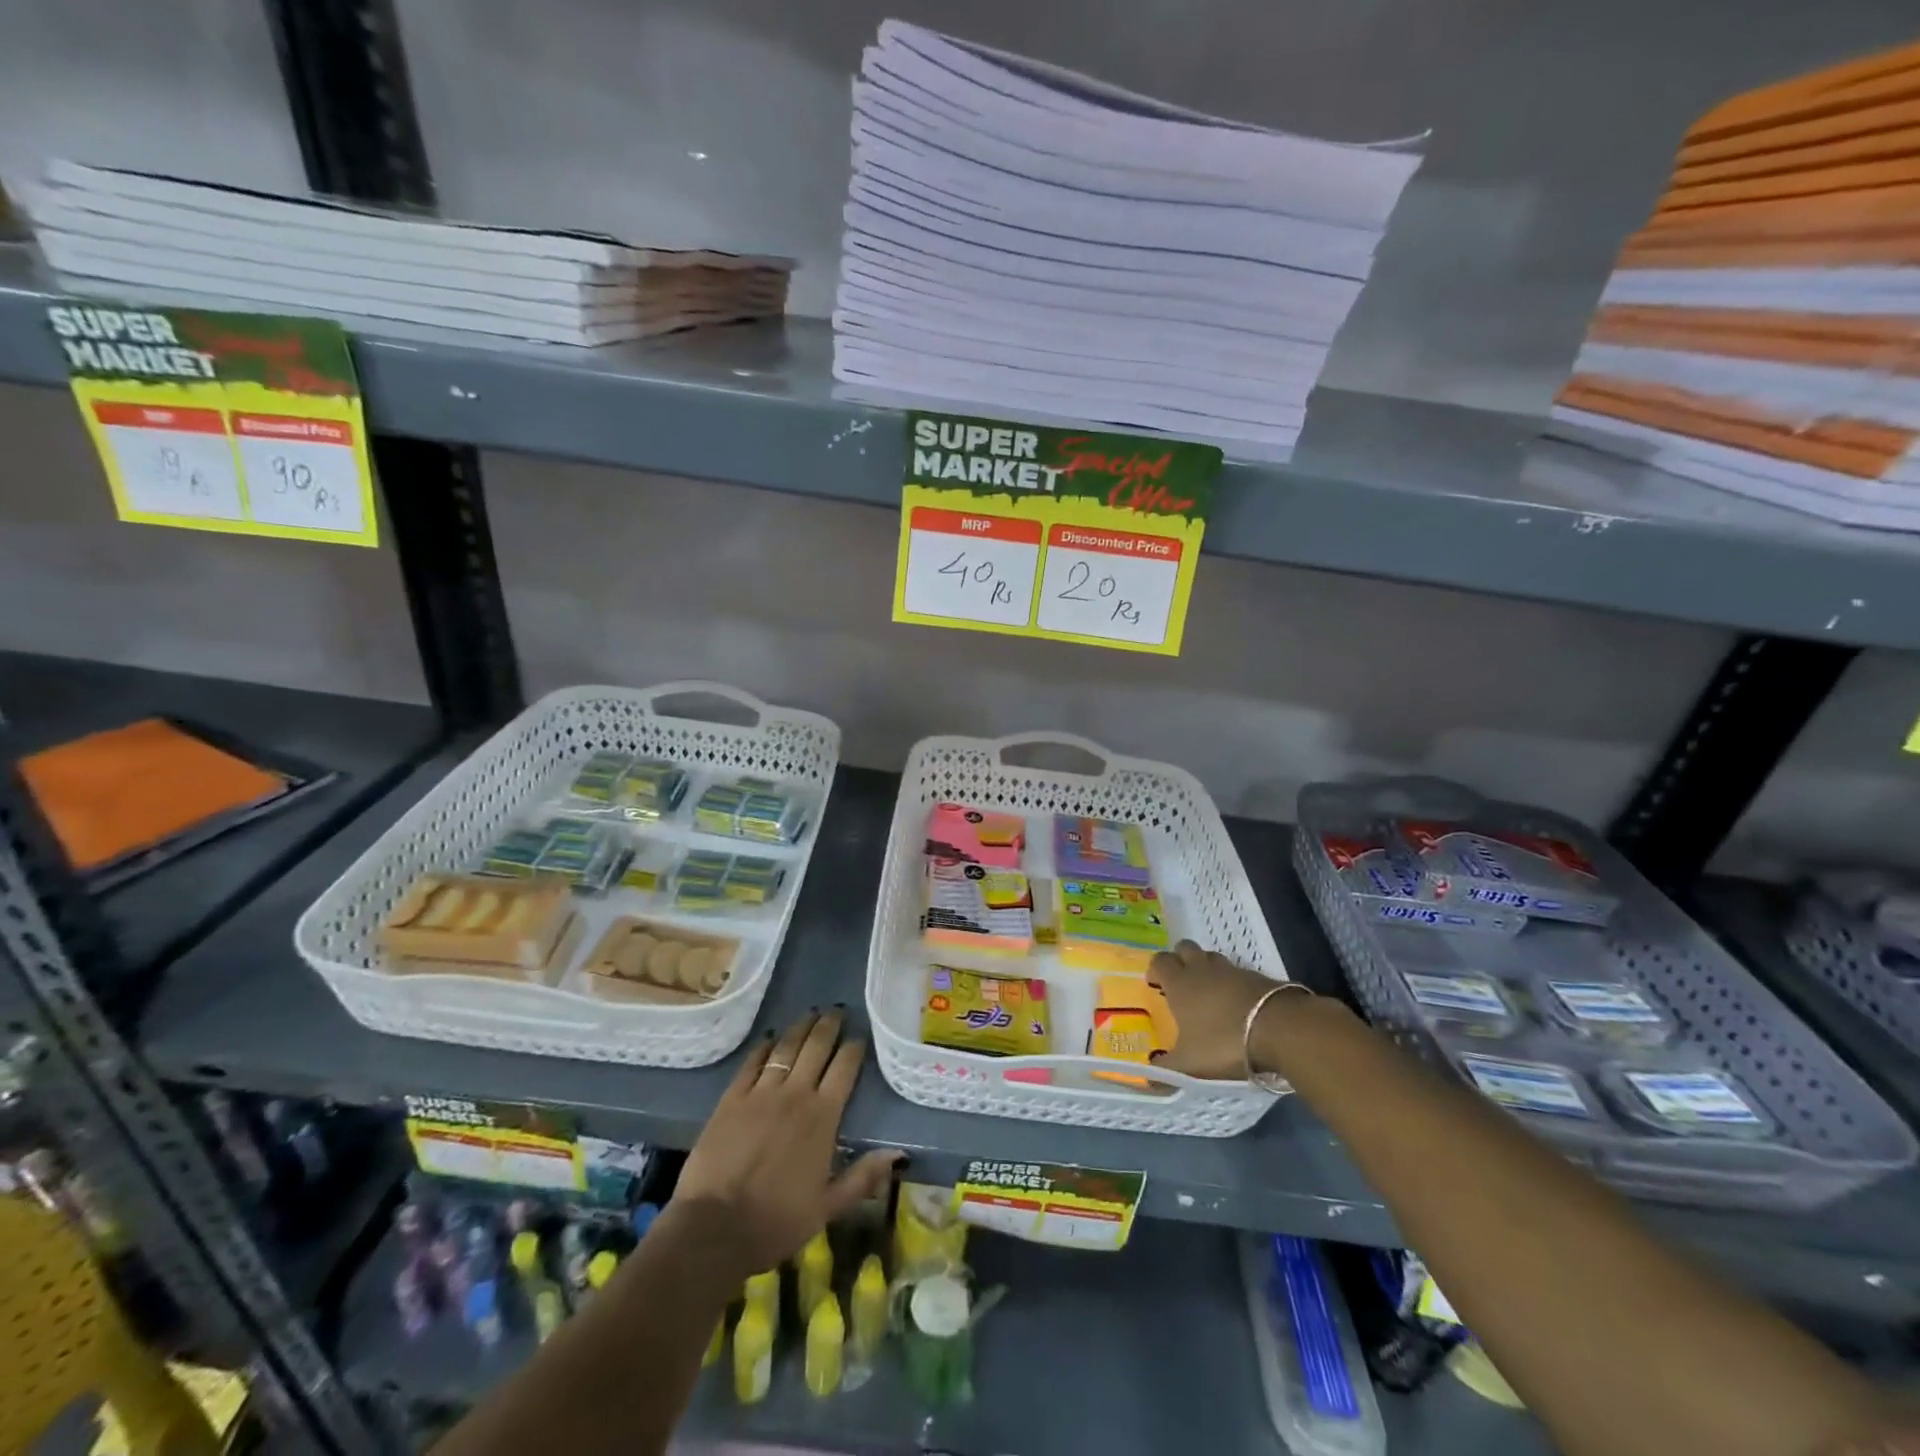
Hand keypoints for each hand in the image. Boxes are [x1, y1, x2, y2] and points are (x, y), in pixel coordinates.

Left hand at [674, 1008, 902, 1274]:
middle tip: (837, 1011)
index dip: (854, 1048)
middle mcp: (795, 1094)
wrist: (714, 1228)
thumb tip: (899, 1153)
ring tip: (810, 1014)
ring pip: (786, 1048)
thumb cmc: (776, 1221)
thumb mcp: (828, 1207)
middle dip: (829, 1026)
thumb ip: (863, 1177)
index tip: (859, 1036)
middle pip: (816, 1047)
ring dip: (800, 1028)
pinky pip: (752, 1062)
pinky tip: (770, 1038)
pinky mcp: (731, 1098)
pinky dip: (764, 1046)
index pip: (844, 1068)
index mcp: (823, 1117)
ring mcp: (761, 1093)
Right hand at [1147, 940, 1289, 1079]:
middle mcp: (1202, 969)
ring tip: (1209, 991)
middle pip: (1185, 948)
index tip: (1155, 984)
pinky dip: (1233, 982)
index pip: (1160, 961)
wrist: (1279, 1030)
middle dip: (1180, 959)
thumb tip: (1149, 1078)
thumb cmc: (1224, 1043)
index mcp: (1180, 983)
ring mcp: (1232, 970)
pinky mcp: (1258, 977)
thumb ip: (1167, 1070)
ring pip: (1212, 957)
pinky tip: (1238, 1003)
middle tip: (1181, 982)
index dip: (1156, 969)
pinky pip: (1238, 972)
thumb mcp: (1190, 1065)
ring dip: (1207, 967)